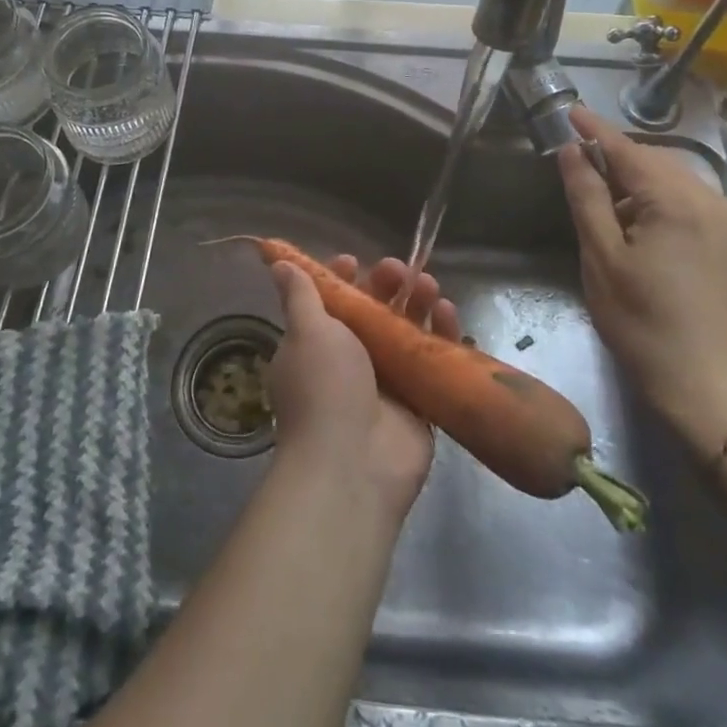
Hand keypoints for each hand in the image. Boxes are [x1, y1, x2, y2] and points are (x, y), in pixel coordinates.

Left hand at [267, 255, 458, 522]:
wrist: (352, 465)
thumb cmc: (324, 387)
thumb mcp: (307, 331)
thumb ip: (300, 295)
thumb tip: (278, 262)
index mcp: (316, 344)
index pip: (331, 302)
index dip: (344, 279)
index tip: (355, 261)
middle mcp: (350, 361)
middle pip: (373, 312)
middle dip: (386, 286)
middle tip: (401, 270)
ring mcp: (386, 383)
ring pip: (406, 331)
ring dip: (417, 304)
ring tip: (429, 286)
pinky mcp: (419, 402)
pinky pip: (433, 360)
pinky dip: (442, 335)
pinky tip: (448, 313)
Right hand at [555, 106, 726, 456]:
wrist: (715, 392)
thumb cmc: (645, 323)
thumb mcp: (602, 258)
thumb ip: (587, 197)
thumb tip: (572, 152)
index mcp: (677, 201)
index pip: (629, 150)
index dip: (596, 130)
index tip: (572, 111)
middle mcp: (715, 202)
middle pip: (659, 163)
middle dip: (622, 158)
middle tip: (585, 165)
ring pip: (683, 186)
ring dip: (646, 185)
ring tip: (615, 206)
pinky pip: (702, 210)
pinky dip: (671, 206)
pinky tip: (652, 233)